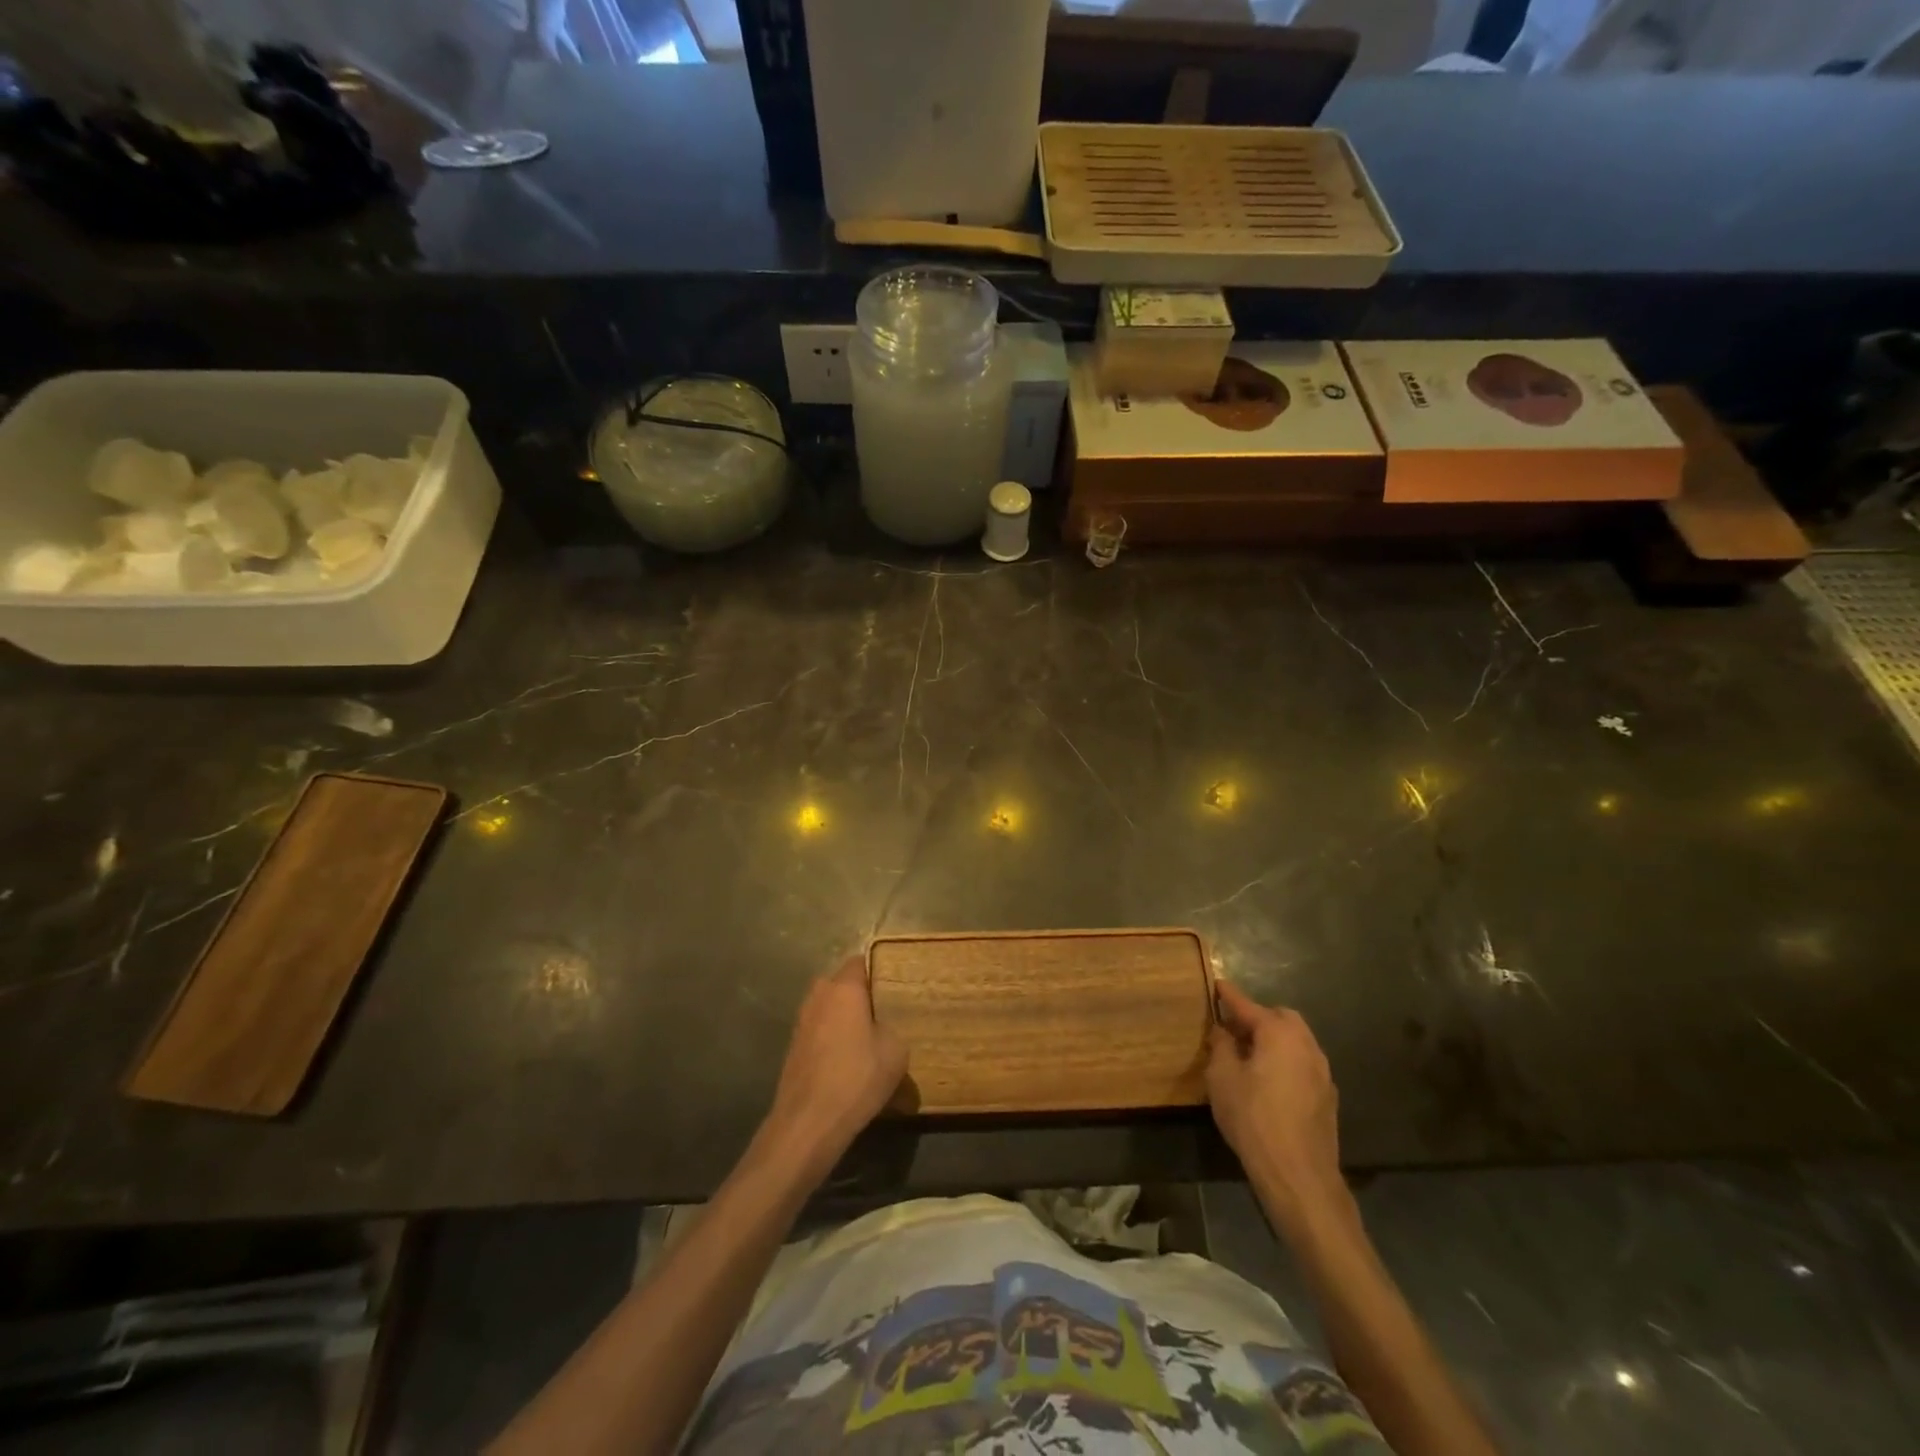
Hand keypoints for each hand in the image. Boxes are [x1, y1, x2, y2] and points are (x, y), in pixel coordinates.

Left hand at [763, 957, 906, 1177]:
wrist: (808, 1123)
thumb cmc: (857, 1078)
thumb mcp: (895, 1051)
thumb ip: (891, 1027)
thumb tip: (880, 1028)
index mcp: (843, 988)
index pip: (859, 961)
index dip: (877, 970)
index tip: (893, 985)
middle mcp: (818, 996)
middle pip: (841, 984)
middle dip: (859, 994)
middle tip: (882, 1012)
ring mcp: (801, 1021)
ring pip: (828, 1008)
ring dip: (843, 1017)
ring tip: (866, 1039)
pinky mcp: (793, 1047)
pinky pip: (819, 1030)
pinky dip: (831, 1038)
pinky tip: (846, 1060)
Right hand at [1206, 979, 1346, 1228]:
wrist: (1298, 1174)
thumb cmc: (1253, 1118)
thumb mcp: (1222, 1078)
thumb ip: (1221, 1046)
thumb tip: (1223, 1030)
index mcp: (1279, 1033)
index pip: (1247, 1005)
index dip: (1228, 995)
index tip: (1216, 984)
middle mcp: (1306, 1044)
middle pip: (1280, 1018)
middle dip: (1257, 1018)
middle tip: (1232, 1028)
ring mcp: (1322, 1071)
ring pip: (1295, 1041)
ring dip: (1273, 1040)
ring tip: (1248, 1055)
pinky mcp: (1327, 1097)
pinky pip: (1302, 1064)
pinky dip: (1285, 1061)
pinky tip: (1269, 1082)